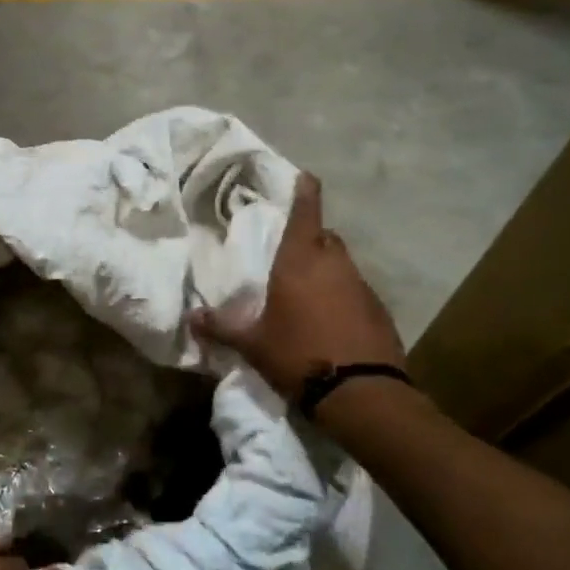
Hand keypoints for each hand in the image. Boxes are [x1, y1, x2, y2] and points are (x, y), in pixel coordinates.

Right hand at [191, 172, 406, 401]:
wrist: (360, 393)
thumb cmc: (298, 355)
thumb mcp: (252, 344)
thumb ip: (221, 327)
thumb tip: (191, 317)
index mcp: (300, 262)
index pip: (306, 213)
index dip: (306, 192)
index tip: (307, 176)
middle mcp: (334, 265)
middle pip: (325, 238)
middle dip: (311, 238)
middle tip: (292, 253)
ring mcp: (362, 286)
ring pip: (342, 265)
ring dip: (327, 270)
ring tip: (307, 293)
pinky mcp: (379, 310)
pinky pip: (356, 292)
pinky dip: (343, 296)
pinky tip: (330, 320)